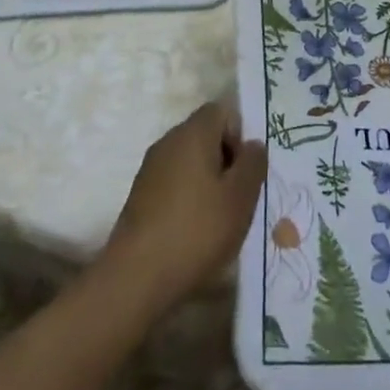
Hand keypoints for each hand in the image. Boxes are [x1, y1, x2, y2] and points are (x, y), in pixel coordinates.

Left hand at [99, 102, 267, 317]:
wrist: (136, 278)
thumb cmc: (197, 230)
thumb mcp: (240, 197)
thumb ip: (253, 164)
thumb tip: (253, 144)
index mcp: (193, 133)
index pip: (222, 111)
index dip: (240, 134)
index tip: (245, 171)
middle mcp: (168, 141)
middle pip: (205, 135)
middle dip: (226, 160)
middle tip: (239, 197)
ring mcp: (150, 169)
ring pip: (189, 161)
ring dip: (208, 181)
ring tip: (219, 219)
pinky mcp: (140, 196)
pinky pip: (173, 183)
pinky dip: (188, 198)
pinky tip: (195, 231)